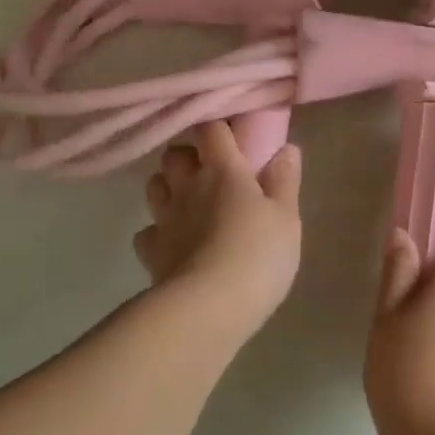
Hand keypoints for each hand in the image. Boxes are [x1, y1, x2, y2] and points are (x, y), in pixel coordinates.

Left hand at [135, 121, 302, 338]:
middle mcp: (187, 187)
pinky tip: (175, 244)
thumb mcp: (286, 218)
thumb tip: (286, 149)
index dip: (220, 129)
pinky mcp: (151, 252)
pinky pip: (147, 231)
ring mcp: (164, 219)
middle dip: (188, 157)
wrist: (210, 305)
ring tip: (190, 204)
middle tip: (210, 173)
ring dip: (169, 187)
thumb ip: (284, 181)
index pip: (211, 130)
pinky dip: (158, 232)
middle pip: (173, 154)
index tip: (234, 138)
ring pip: (154, 186)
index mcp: (222, 171)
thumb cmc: (258, 255)